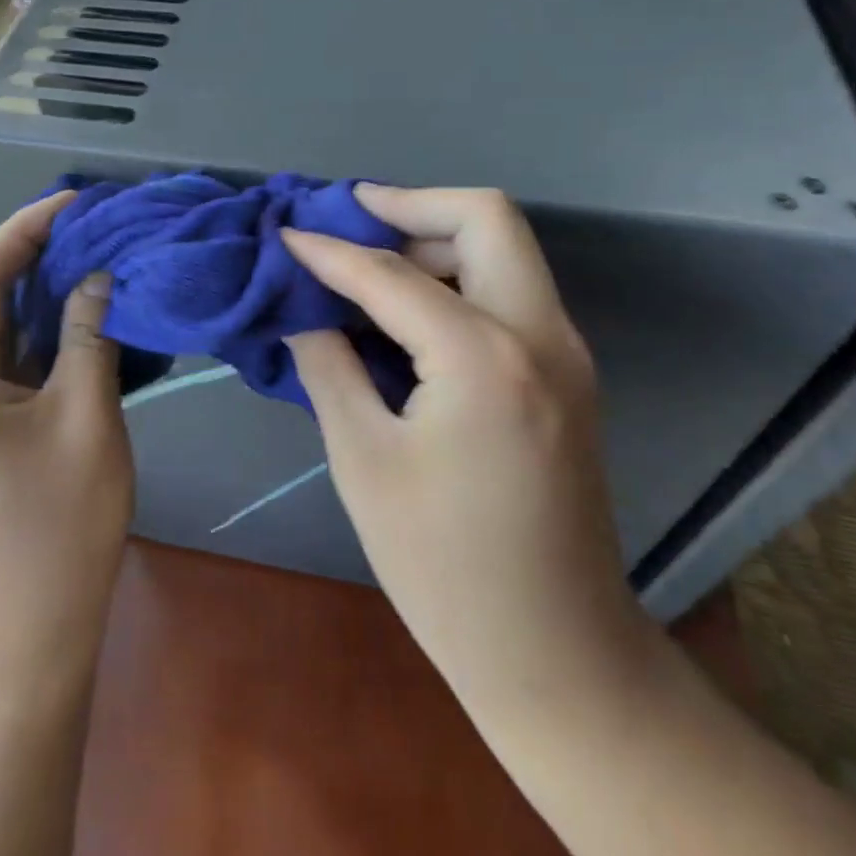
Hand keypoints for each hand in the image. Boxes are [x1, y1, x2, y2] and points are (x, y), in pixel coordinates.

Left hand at [0, 191, 131, 689]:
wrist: (24, 646)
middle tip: (106, 230)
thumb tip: (99, 273)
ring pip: (4, 337)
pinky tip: (92, 324)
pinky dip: (49, 344)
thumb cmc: (56, 531)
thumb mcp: (85, 419)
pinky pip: (10, 371)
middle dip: (46, 261)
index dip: (32, 228)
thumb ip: (92, 336)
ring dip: (51, 303)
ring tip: (106, 263)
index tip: (82, 200)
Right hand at [282, 186, 656, 717]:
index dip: (330, 249)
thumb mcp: (364, 461)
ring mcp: (565, 350)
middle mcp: (540, 334)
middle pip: (485, 217)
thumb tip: (303, 309)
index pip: (393, 273)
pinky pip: (512, 288)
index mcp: (485, 358)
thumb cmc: (443, 567)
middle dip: (411, 205)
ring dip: (437, 236)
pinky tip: (411, 305)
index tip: (287, 231)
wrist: (556, 651)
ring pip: (505, 246)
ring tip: (372, 260)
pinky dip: (460, 274)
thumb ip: (329, 365)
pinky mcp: (567, 371)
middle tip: (351, 220)